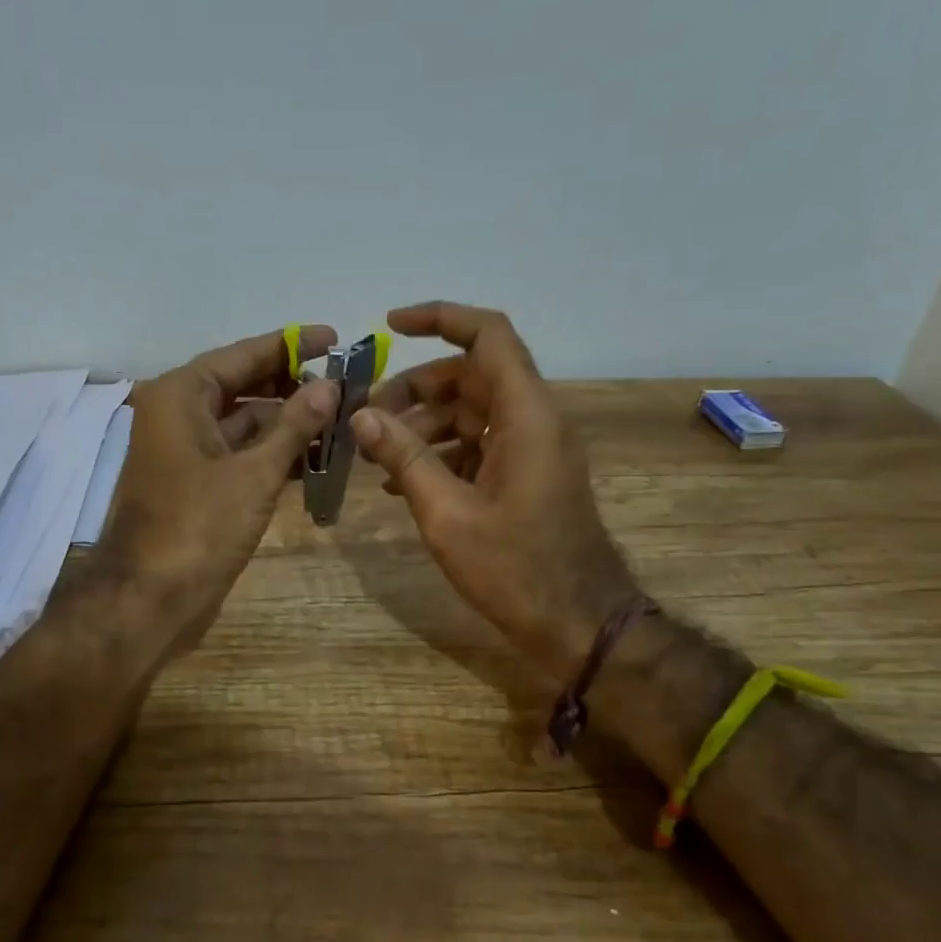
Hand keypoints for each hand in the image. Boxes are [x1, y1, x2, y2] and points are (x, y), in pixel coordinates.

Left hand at [103, 325, 338, 658]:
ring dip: (288, 423)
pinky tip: (315, 459)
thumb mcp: (254, 473)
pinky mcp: (197, 486)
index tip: (335, 337)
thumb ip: (294, 426)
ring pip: (244, 424)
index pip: (243, 354)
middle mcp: (178, 415)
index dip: (291, 345)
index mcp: (180, 396)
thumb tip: (330, 386)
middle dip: (294, 386)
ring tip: (341, 419)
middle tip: (346, 384)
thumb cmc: (198, 527)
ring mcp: (186, 453)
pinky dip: (273, 455)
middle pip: (243, 386)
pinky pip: (240, 456)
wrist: (150, 599)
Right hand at [352, 302, 638, 680]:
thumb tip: (362, 416)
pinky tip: (402, 481)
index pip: (488, 336)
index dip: (440, 318)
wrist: (578, 623)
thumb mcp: (447, 514)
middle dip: (415, 388)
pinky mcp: (527, 476)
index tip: (389, 326)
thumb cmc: (515, 569)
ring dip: (424, 424)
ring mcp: (533, 449)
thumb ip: (405, 458)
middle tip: (367, 417)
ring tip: (377, 455)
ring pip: (472, 411)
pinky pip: (480, 444)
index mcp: (526, 416)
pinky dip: (442, 452)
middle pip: (472, 375)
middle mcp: (534, 420)